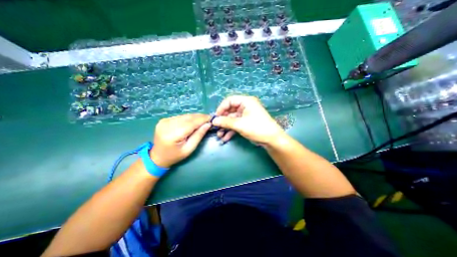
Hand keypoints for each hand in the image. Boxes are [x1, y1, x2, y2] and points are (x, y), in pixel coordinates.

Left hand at [151, 113, 211, 166]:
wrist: (157, 157)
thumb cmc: (175, 156)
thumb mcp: (189, 149)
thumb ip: (199, 135)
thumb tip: (208, 124)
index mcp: (172, 135)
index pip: (191, 123)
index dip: (202, 119)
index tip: (211, 118)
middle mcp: (167, 125)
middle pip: (187, 118)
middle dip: (199, 117)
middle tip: (208, 118)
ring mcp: (164, 121)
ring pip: (184, 116)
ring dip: (194, 117)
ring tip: (202, 120)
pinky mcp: (164, 120)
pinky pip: (180, 116)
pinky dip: (188, 118)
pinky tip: (192, 121)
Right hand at [212, 95, 283, 144]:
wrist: (271, 139)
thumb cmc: (257, 128)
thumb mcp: (240, 124)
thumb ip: (226, 122)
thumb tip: (214, 121)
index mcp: (246, 101)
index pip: (229, 100)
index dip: (221, 108)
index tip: (215, 117)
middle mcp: (245, 106)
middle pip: (230, 111)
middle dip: (222, 120)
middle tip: (216, 128)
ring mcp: (245, 115)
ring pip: (232, 119)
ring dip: (225, 127)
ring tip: (219, 135)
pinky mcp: (246, 123)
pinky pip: (235, 125)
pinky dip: (230, 131)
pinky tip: (225, 138)